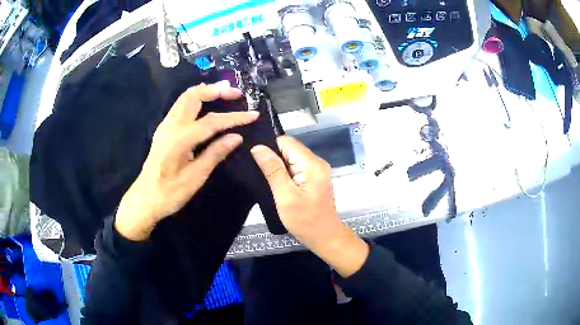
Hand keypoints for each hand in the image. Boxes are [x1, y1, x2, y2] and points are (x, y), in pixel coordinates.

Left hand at [115, 81, 258, 240]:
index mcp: (180, 139)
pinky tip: (206, 103)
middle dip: (217, 90)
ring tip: (224, 91)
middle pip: (194, 96)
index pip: (212, 121)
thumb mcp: (196, 177)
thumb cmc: (170, 193)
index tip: (253, 115)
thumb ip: (215, 154)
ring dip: (206, 91)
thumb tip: (237, 137)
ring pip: (185, 97)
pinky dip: (196, 98)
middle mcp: (171, 126)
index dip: (234, 117)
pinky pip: (180, 104)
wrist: (145, 199)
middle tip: (236, 93)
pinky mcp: (164, 129)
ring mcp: (165, 125)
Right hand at [251, 136, 368, 276]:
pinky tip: (276, 183)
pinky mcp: (314, 178)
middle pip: (289, 149)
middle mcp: (316, 162)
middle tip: (257, 171)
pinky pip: (295, 167)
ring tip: (264, 178)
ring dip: (277, 166)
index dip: (269, 147)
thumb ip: (272, 170)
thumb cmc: (305, 220)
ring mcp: (316, 170)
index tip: (255, 159)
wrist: (325, 237)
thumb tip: (258, 147)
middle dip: (272, 157)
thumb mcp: (285, 196)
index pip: (286, 142)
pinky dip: (284, 173)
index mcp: (312, 164)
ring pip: (291, 158)